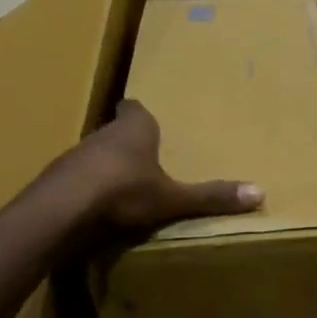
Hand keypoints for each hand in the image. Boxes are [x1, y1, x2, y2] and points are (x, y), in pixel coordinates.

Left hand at [51, 99, 262, 237]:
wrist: (63, 208)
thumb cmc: (125, 190)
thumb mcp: (173, 198)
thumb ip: (211, 196)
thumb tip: (259, 192)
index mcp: (136, 127)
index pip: (137, 109)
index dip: (142, 116)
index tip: (149, 124)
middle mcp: (105, 132)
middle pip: (117, 131)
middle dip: (128, 143)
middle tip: (143, 159)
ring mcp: (76, 154)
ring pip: (95, 154)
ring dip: (105, 166)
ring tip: (121, 187)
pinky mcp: (57, 178)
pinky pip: (76, 178)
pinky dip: (86, 188)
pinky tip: (94, 208)